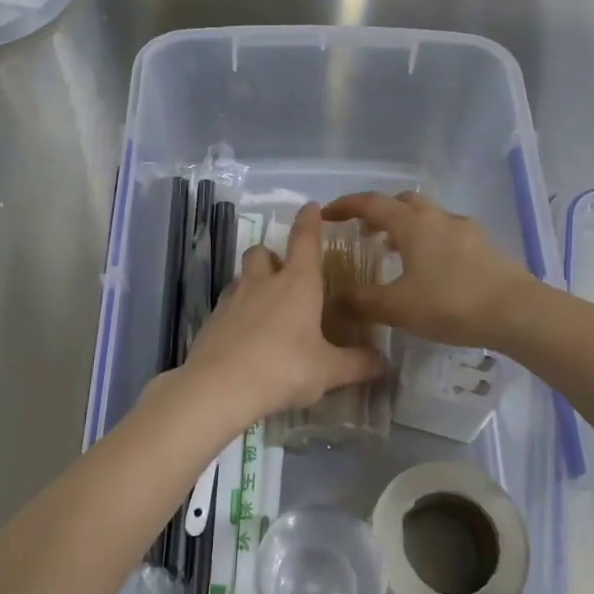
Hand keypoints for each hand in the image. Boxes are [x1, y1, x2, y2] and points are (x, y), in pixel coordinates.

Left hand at [170, 203, 385, 424]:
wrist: (220, 386)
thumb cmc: (284, 368)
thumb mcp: (329, 370)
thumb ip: (357, 364)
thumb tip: (382, 362)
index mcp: (297, 283)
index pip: (304, 240)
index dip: (309, 221)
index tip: (311, 206)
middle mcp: (263, 283)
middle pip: (262, 253)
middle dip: (272, 255)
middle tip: (284, 272)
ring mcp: (232, 300)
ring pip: (241, 276)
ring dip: (253, 282)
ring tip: (265, 304)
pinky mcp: (211, 321)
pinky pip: (226, 305)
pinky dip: (236, 311)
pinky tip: (244, 334)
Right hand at [322, 191, 540, 346]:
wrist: (517, 312)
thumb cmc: (450, 303)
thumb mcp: (397, 307)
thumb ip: (362, 301)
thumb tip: (334, 299)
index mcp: (412, 223)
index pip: (371, 203)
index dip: (345, 206)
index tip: (326, 214)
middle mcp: (437, 217)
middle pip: (402, 202)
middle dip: (379, 213)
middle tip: (363, 233)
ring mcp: (465, 229)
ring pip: (427, 217)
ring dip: (405, 227)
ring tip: (392, 251)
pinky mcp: (484, 246)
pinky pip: (446, 234)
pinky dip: (428, 241)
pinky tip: (429, 269)